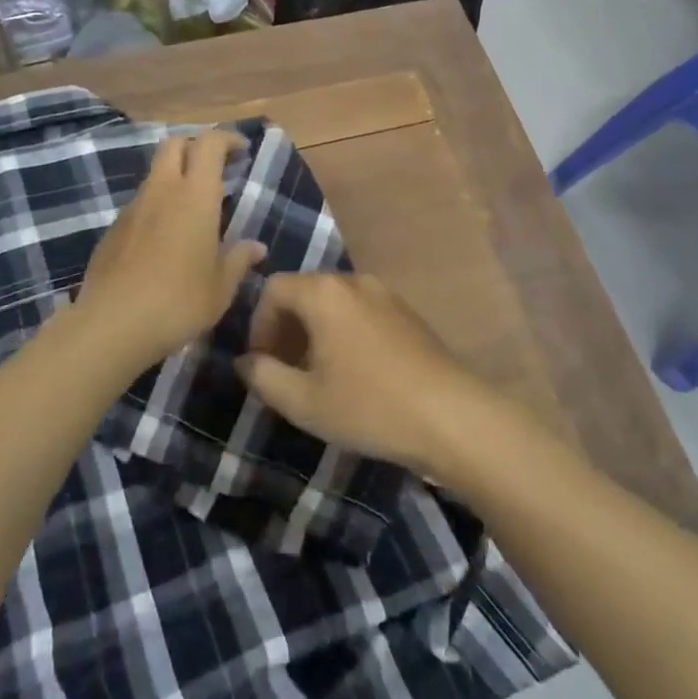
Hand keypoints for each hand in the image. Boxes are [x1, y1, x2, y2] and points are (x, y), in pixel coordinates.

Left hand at [73, 129, 265, 373]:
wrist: (113, 324)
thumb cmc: (179, 302)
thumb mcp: (221, 287)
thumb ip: (239, 260)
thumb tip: (256, 248)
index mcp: (195, 195)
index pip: (209, 143)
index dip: (227, 139)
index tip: (242, 151)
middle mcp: (162, 190)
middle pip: (174, 144)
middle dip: (195, 146)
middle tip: (214, 169)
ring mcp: (133, 207)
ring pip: (155, 173)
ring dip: (174, 177)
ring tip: (191, 209)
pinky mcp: (112, 228)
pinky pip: (139, 203)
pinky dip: (155, 206)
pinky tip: (163, 240)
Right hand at [237, 273, 491, 474]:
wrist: (452, 417)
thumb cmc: (369, 406)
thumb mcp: (304, 401)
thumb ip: (263, 376)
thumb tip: (245, 361)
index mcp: (324, 292)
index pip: (273, 289)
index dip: (258, 324)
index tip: (262, 363)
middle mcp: (353, 281)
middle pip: (304, 292)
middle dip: (285, 329)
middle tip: (284, 372)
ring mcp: (384, 294)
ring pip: (333, 304)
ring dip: (314, 333)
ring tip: (317, 377)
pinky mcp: (406, 313)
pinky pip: (360, 312)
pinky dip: (343, 333)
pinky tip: (354, 375)